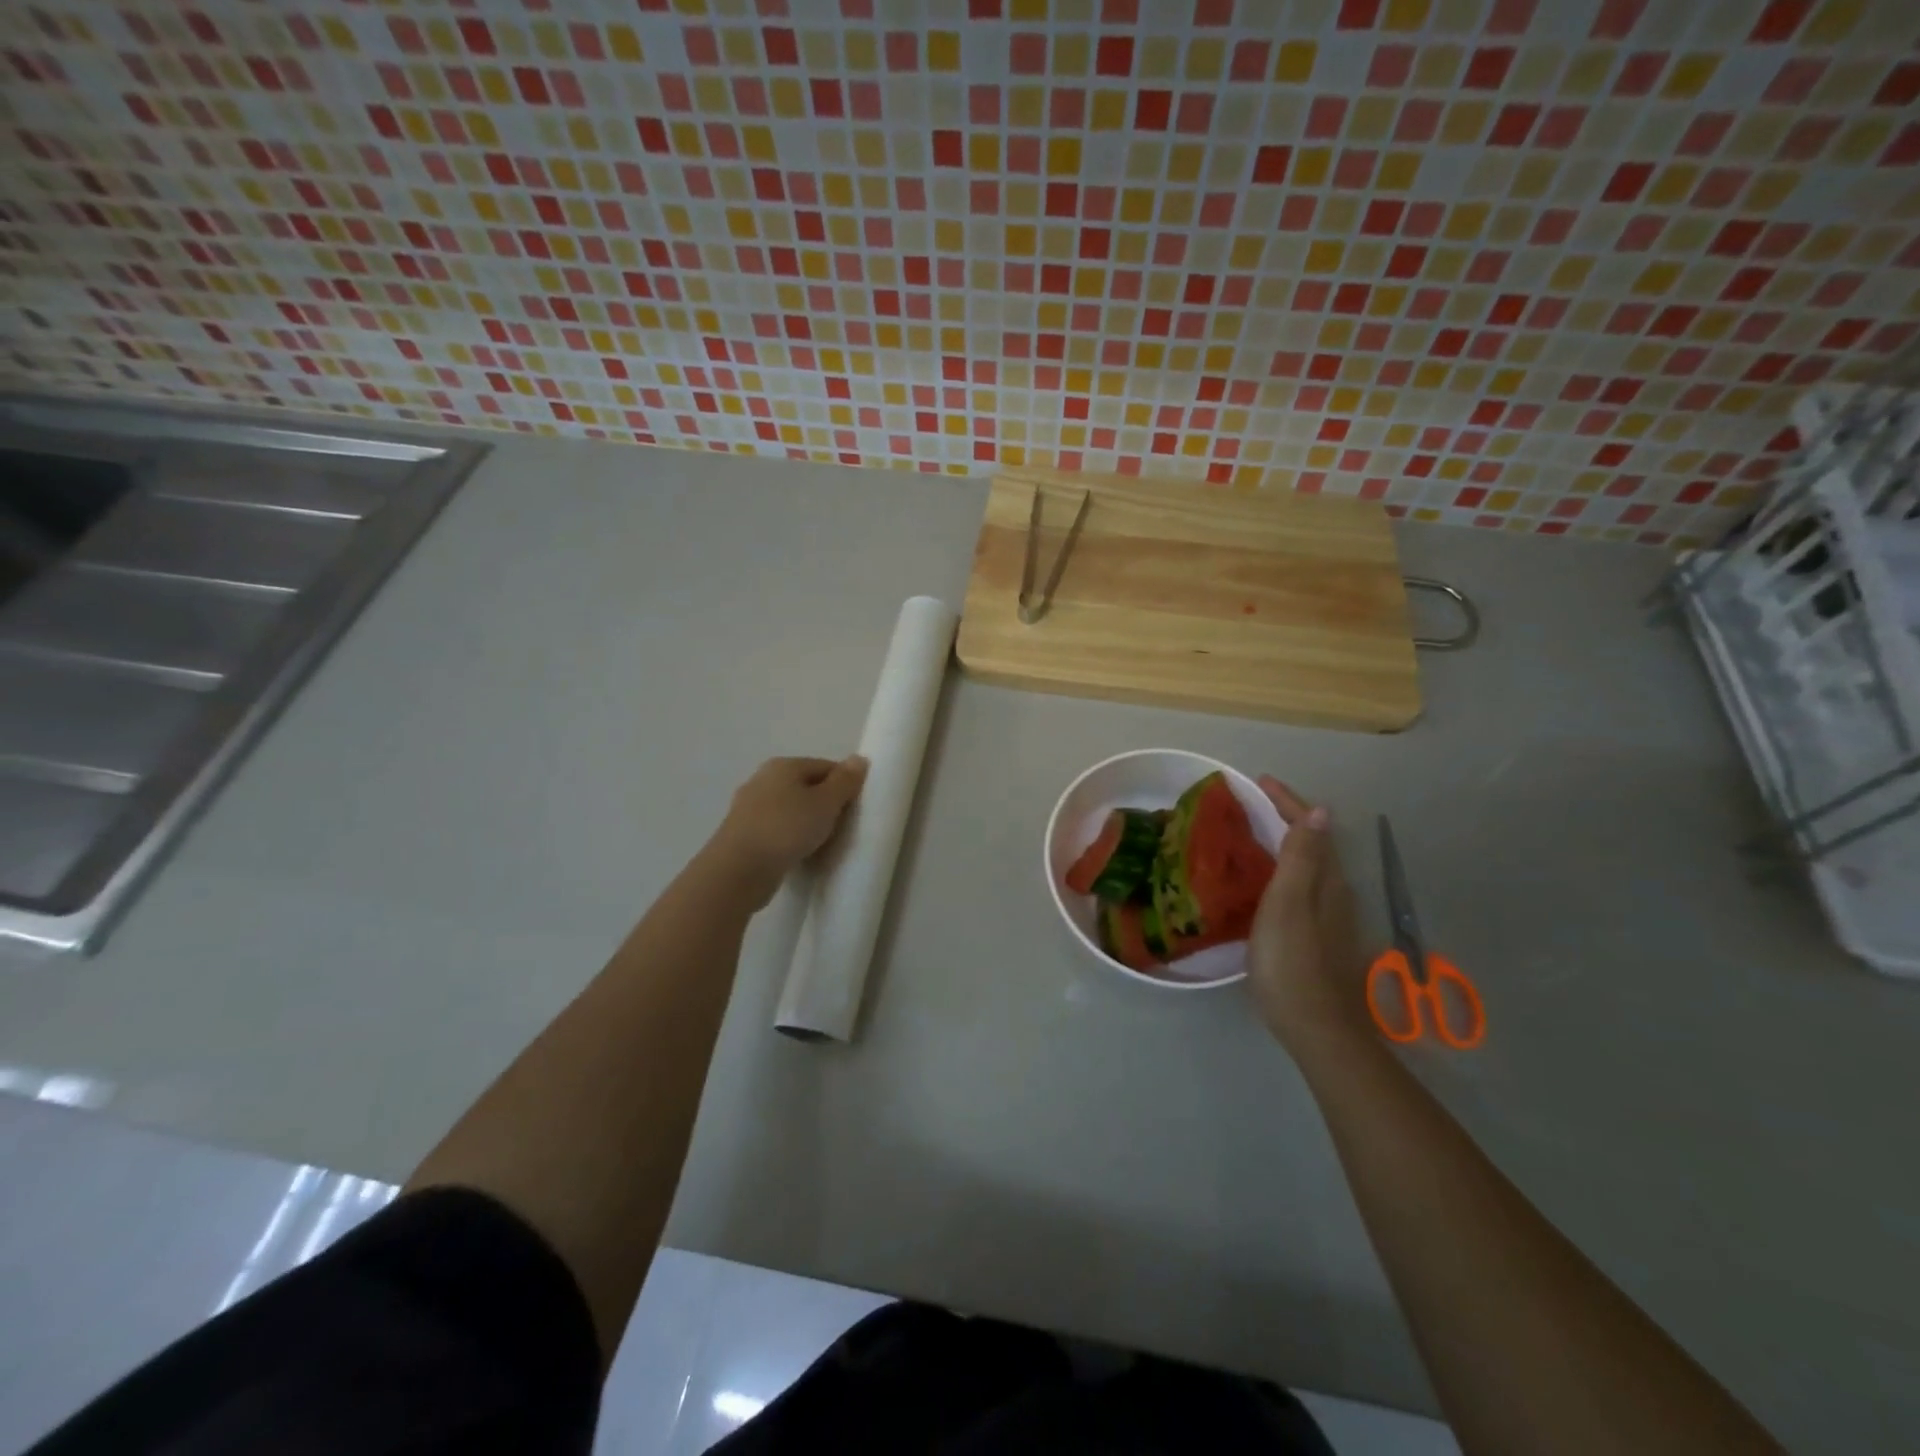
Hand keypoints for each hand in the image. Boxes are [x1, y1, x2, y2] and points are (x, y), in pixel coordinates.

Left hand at [709, 756, 868, 905]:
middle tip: (842, 828)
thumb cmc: (787, 829)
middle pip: (806, 787)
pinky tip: (799, 854)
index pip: (825, 767)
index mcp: (783, 766)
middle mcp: (762, 780)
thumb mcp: (825, 803)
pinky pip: (777, 830)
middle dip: (825, 805)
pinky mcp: (742, 834)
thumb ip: (844, 781)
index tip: (856, 809)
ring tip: (822, 844)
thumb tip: (859, 758)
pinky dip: (790, 838)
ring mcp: (749, 807)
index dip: (845, 785)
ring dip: (807, 823)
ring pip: (790, 810)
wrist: (739, 870)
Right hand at [1248, 778, 1370, 1052]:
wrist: (1315, 1027)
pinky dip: (1283, 868)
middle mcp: (1334, 893)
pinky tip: (1263, 882)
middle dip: (1286, 817)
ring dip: (1285, 842)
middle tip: (1251, 804)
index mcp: (1326, 880)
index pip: (1310, 827)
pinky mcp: (1318, 936)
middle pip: (1312, 842)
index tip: (1259, 781)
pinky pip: (1301, 885)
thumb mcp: (1289, 904)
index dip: (1287, 802)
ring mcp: (1328, 917)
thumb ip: (1302, 858)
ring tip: (1252, 834)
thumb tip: (1320, 811)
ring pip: (1308, 865)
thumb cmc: (1292, 962)